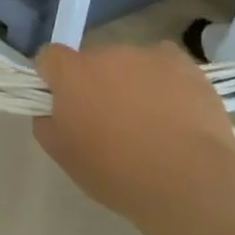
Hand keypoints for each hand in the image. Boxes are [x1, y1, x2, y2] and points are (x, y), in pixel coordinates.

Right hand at [32, 42, 234, 217]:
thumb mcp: (63, 156)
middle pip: (92, 61)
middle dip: (95, 83)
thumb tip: (52, 109)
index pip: (49, 57)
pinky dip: (164, 81)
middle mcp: (107, 53)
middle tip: (109, 120)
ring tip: (150, 120)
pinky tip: (174, 110)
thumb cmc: (116, 171)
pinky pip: (164, 65)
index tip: (63, 103)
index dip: (53, 78)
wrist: (188, 181)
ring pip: (129, 63)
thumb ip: (45, 122)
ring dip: (130, 82)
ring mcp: (148, 55)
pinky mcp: (185, 64)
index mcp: (72, 72)